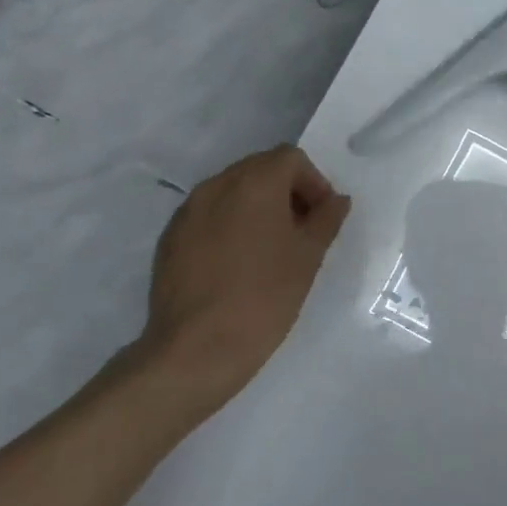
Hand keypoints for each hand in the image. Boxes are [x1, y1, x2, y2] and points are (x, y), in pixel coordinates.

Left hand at [125, 146, 351, 417]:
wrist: (198, 347)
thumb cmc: (265, 296)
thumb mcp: (308, 257)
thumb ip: (326, 219)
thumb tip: (336, 200)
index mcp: (254, 183)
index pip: (290, 158)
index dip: (313, 183)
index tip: (321, 218)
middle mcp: (216, 186)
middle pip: (259, 169)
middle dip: (286, 192)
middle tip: (301, 232)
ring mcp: (187, 211)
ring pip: (231, 192)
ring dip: (257, 208)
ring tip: (270, 250)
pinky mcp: (170, 238)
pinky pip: (208, 216)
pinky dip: (229, 226)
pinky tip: (238, 265)